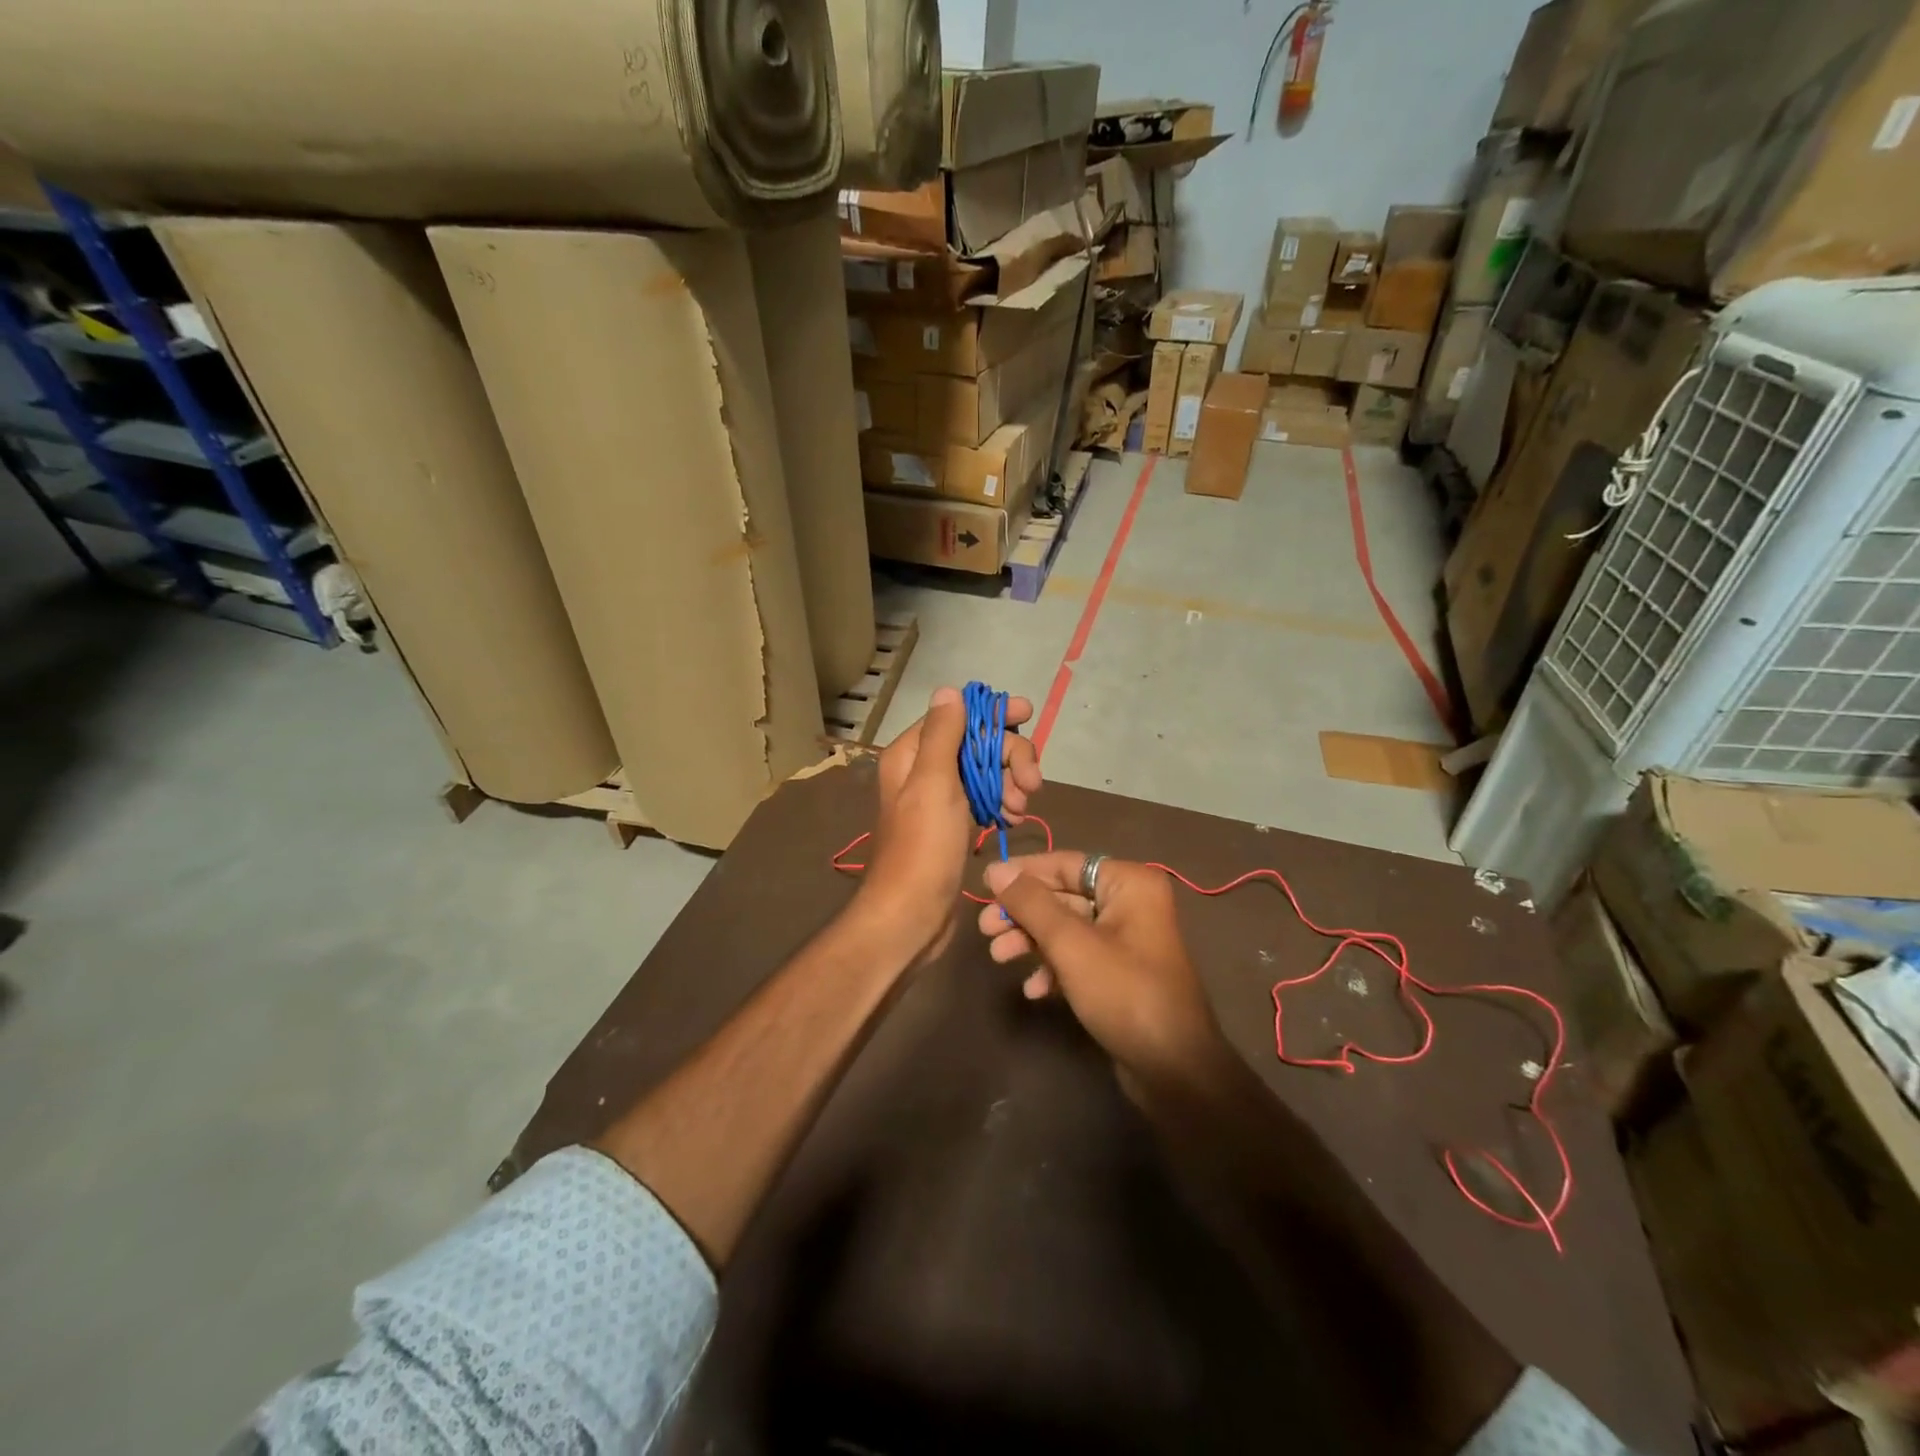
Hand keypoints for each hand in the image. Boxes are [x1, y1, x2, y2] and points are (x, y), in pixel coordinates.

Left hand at [859, 687, 1040, 961]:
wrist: (911, 915)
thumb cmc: (923, 847)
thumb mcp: (933, 782)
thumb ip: (943, 734)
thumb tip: (950, 690)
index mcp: (912, 754)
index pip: (957, 716)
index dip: (992, 713)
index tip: (1027, 714)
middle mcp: (924, 770)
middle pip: (977, 743)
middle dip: (1009, 757)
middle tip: (1032, 783)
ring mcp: (941, 799)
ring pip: (986, 772)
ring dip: (1010, 782)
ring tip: (1020, 807)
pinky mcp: (955, 824)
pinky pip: (986, 799)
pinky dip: (1003, 803)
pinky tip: (1014, 818)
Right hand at [978, 851, 1227, 1093]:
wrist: (1174, 1070)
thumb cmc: (1124, 993)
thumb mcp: (1071, 944)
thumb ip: (1031, 903)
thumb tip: (996, 869)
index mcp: (1129, 883)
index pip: (1065, 864)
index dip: (1022, 873)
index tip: (984, 885)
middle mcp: (1130, 904)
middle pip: (1063, 896)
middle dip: (1023, 914)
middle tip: (985, 929)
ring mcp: (1126, 940)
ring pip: (1066, 929)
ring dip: (1031, 941)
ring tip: (998, 958)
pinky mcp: (1119, 973)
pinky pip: (1078, 957)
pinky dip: (1053, 967)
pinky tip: (1033, 990)